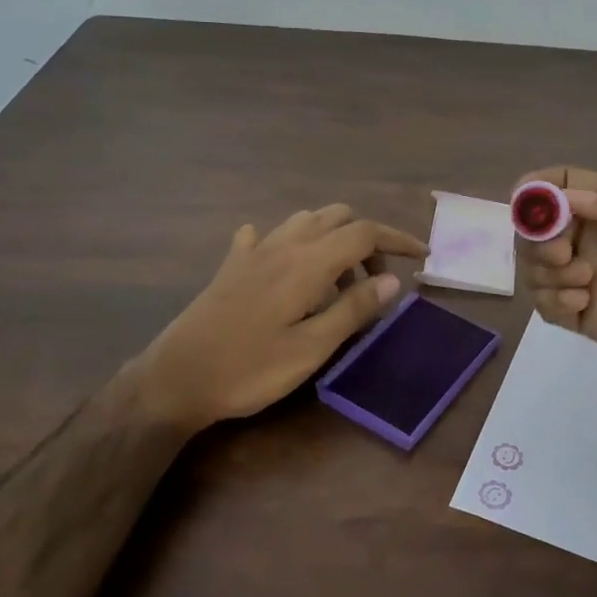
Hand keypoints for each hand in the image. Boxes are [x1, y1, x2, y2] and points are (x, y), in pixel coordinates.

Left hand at [129, 205, 428, 433]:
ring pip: (305, 221)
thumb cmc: (249, 369)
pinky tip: (285, 266)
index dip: (397, 240)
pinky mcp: (232, 266)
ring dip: (332, 239)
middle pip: (337, 217)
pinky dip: (289, 242)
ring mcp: (254, 251)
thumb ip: (353, 310)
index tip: (421, 257)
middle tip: (374, 282)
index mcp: (307, 263)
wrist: (176, 378)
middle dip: (366, 240)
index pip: (364, 232)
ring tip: (337, 281)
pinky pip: (266, 236)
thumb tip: (392, 280)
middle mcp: (283, 245)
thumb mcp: (311, 348)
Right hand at [515, 167, 596, 395]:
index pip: (566, 185)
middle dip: (536, 234)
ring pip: (537, 267)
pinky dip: (551, 300)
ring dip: (542, 268)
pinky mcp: (593, 321)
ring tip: (583, 280)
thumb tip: (570, 199)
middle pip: (540, 227)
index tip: (526, 202)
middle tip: (561, 252)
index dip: (539, 188)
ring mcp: (595, 282)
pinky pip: (549, 306)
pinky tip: (581, 303)